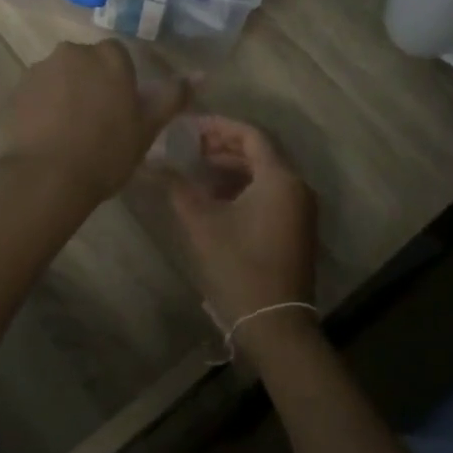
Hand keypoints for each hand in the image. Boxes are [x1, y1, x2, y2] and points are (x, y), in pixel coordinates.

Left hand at [2, 40, 189, 205]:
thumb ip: (172, 97)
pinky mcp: (15, 90)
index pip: (119, 55)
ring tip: (70, 133)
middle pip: (87, 62)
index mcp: (108, 56)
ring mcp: (39, 69)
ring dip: (66, 94)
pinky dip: (43, 107)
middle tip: (98, 121)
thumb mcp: (148, 127)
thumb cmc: (106, 151)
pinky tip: (48, 136)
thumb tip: (199, 74)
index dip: (121, 81)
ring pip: (60, 76)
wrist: (45, 177)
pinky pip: (37, 93)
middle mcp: (72, 52)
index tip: (122, 110)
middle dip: (92, 82)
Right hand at [169, 117, 318, 332]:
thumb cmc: (239, 266)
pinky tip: (215, 197)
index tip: (189, 127)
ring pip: (263, 174)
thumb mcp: (202, 223)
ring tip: (196, 170)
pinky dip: (243, 187)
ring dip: (231, 168)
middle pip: (258, 152)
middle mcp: (296, 187)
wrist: (275, 325)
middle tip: (188, 146)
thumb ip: (178, 187)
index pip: (250, 135)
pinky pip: (269, 193)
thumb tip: (153, 163)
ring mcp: (299, 209)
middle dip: (222, 146)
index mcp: (280, 178)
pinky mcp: (296, 228)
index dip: (218, 126)